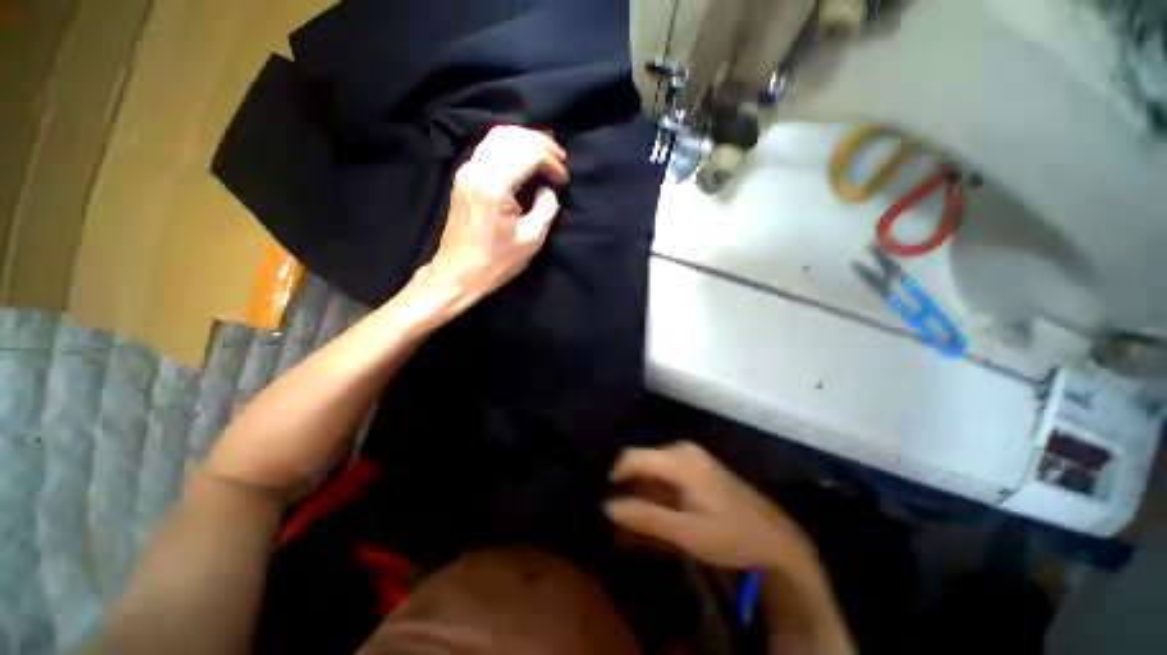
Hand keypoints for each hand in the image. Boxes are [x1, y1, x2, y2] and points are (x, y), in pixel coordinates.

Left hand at [422, 125, 567, 307]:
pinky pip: (489, 147)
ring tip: (546, 153)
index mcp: (494, 185)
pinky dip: (510, 146)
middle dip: (540, 142)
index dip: (551, 162)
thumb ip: (546, 209)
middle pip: (511, 136)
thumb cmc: (496, 261)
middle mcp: (477, 169)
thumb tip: (548, 190)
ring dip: (525, 140)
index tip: (564, 180)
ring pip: (497, 136)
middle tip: (560, 158)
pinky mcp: (464, 177)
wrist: (458, 273)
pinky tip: (524, 157)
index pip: (528, 154)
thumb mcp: (531, 240)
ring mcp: (466, 170)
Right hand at [604, 442, 818, 571]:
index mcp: (678, 460)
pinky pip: (665, 476)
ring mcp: (690, 457)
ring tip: (628, 525)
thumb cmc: (731, 535)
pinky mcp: (695, 467)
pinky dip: (654, 495)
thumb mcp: (686, 532)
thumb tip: (606, 506)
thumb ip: (645, 517)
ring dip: (639, 495)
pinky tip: (650, 516)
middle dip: (625, 489)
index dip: (612, 477)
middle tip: (614, 519)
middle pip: (640, 463)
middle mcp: (681, 450)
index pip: (631, 458)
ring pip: (651, 471)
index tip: (601, 501)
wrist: (776, 538)